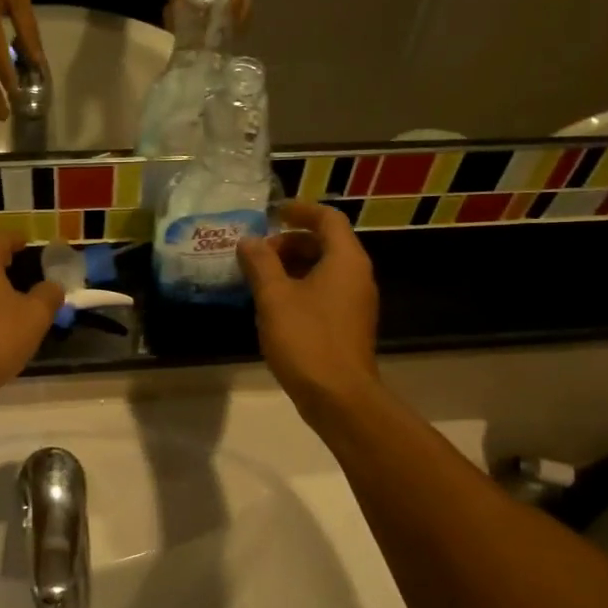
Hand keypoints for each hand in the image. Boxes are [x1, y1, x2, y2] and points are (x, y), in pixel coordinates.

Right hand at [237, 201, 379, 417]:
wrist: (339, 397)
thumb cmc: (307, 340)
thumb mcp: (274, 298)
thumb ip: (260, 264)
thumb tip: (249, 241)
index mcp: (345, 259)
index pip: (327, 218)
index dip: (300, 210)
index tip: (272, 213)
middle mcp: (357, 275)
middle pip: (326, 243)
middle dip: (291, 242)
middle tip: (259, 254)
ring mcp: (356, 302)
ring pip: (325, 270)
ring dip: (293, 266)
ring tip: (260, 279)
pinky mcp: (349, 325)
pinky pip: (325, 292)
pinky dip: (301, 288)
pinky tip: (275, 306)